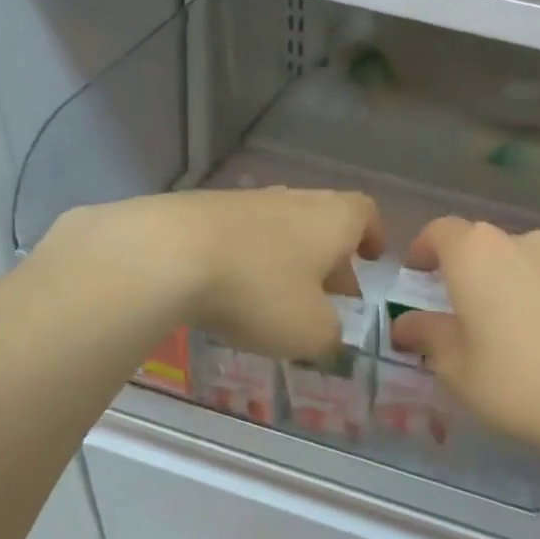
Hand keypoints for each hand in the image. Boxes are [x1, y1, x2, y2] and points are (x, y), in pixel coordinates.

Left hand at [43, 189, 383, 361]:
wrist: (167, 254)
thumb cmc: (259, 291)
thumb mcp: (310, 332)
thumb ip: (332, 338)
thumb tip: (330, 338)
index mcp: (332, 219)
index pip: (365, 212)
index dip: (372, 235)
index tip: (370, 260)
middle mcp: (293, 200)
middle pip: (323, 222)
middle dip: (329, 259)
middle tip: (327, 296)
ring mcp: (245, 201)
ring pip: (280, 228)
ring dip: (286, 260)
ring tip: (276, 299)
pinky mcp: (203, 210)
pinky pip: (240, 235)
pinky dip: (247, 260)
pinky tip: (231, 291)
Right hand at [387, 218, 539, 467]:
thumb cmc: (514, 380)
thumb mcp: (455, 365)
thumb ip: (426, 336)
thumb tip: (406, 325)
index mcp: (476, 252)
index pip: (438, 232)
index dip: (421, 250)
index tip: (413, 276)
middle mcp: (518, 242)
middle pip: (478, 244)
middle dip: (459, 270)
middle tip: (449, 308)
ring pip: (513, 261)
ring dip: (496, 282)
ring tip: (492, 324)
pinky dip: (526, 295)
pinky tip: (530, 336)